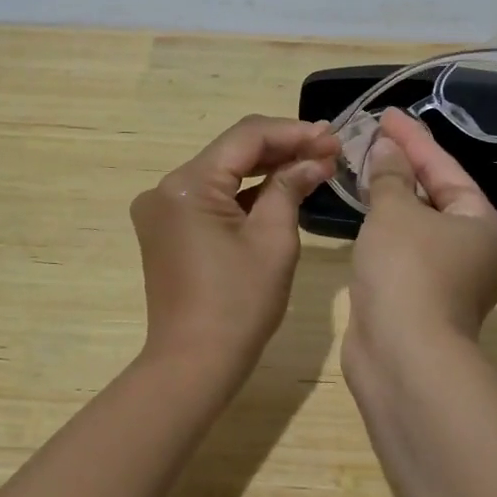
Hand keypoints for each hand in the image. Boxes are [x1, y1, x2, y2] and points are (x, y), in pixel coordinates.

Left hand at [130, 115, 339, 370]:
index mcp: (188, 184)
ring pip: (223, 173)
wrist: (193, 365)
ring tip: (314, 163)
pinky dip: (245, 193)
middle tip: (330, 148)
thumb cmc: (239, 304)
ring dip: (266, 169)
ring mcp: (163, 208)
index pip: (246, 136)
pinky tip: (281, 188)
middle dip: (283, 148)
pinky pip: (212, 197)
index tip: (333, 137)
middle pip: (232, 151)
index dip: (293, 132)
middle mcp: (167, 187)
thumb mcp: (273, 240)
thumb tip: (315, 159)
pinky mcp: (167, 228)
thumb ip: (290, 187)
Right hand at [346, 108, 496, 364]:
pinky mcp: (421, 300)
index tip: (388, 115)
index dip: (414, 139)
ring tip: (366, 166)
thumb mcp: (395, 212)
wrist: (403, 357)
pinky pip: (404, 250)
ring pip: (419, 225)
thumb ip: (389, 176)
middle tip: (375, 136)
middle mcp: (475, 251)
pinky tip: (365, 213)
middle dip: (404, 166)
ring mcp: (449, 279)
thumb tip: (387, 149)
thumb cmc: (407, 271)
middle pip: (437, 195)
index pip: (446, 169)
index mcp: (483, 225)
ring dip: (393, 197)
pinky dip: (386, 229)